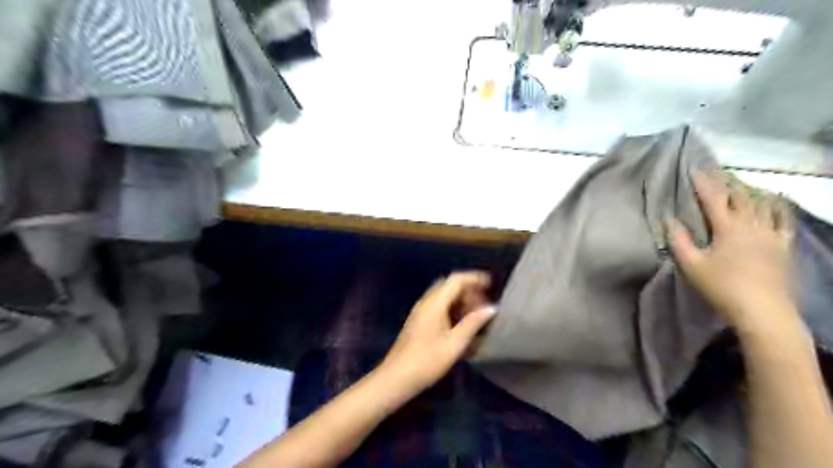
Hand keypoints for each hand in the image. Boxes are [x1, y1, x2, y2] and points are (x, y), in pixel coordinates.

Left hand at [380, 272, 496, 395]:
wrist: (396, 377)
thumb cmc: (427, 361)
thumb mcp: (455, 344)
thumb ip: (473, 323)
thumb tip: (491, 308)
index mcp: (434, 303)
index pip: (456, 280)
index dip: (474, 278)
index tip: (491, 284)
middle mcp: (426, 302)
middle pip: (450, 285)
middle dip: (469, 290)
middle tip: (485, 304)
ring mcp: (421, 311)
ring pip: (444, 296)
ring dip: (461, 300)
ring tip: (477, 315)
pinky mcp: (419, 321)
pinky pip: (439, 306)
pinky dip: (453, 308)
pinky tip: (462, 325)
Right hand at [668, 169, 795, 332]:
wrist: (763, 311)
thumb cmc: (722, 286)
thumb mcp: (692, 265)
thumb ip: (679, 241)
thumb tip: (669, 220)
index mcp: (728, 229)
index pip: (714, 200)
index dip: (704, 184)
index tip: (695, 170)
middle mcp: (752, 226)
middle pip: (741, 198)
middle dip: (727, 183)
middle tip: (718, 173)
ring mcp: (772, 235)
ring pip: (764, 205)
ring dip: (752, 192)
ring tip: (743, 183)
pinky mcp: (784, 247)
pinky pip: (784, 221)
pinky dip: (779, 207)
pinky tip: (777, 201)